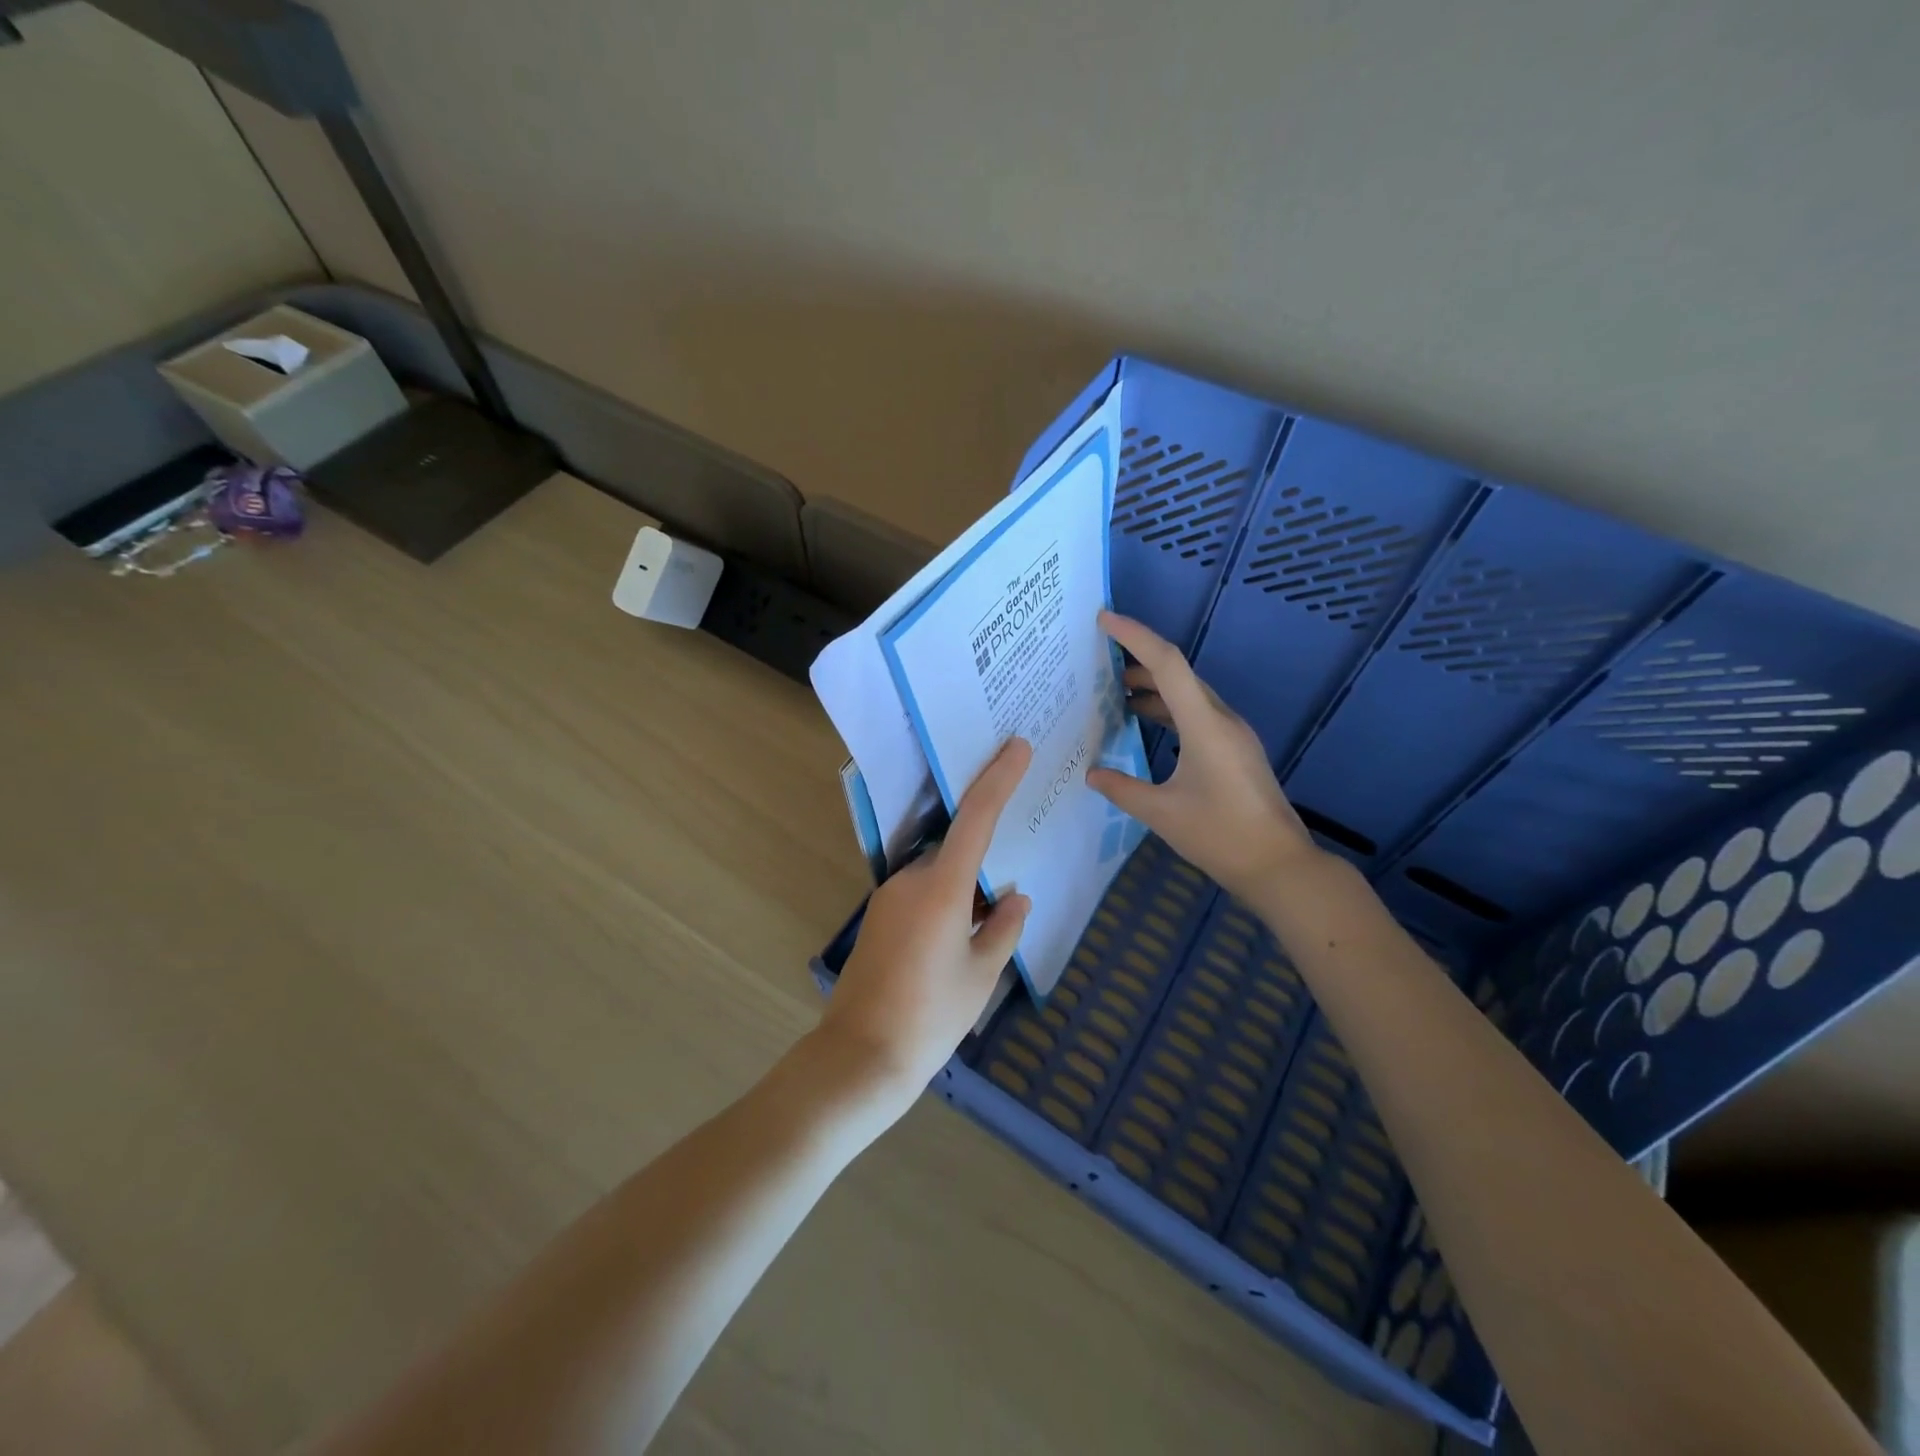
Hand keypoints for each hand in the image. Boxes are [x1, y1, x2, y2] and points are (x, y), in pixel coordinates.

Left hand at [818, 737, 1033, 1111]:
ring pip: (938, 876)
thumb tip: (1015, 899)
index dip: (998, 778)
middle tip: (1007, 894)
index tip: (1016, 747)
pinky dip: (944, 903)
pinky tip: (953, 946)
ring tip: (980, 937)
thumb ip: (1003, 929)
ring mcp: (888, 897)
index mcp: (942, 887)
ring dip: (962, 891)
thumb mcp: (981, 975)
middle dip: (983, 865)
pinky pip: (920, 894)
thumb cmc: (930, 1016)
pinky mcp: (878, 916)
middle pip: (956, 851)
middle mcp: (910, 880)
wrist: (860, 1056)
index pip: (976, 817)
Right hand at [1087, 611, 1318, 899]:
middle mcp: (1222, 719)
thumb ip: (1122, 789)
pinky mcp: (1236, 750)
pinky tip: (1146, 723)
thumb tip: (1092, 773)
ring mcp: (1233, 734)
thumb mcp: (1162, 814)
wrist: (1278, 865)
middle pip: (1178, 674)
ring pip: (1188, 694)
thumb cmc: (1220, 836)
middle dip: (1138, 661)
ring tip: (1115, 694)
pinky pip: (1197, 714)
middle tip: (1099, 662)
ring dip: (1153, 688)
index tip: (1104, 620)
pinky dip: (1168, 710)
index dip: (1135, 636)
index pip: (1167, 664)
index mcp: (1205, 725)